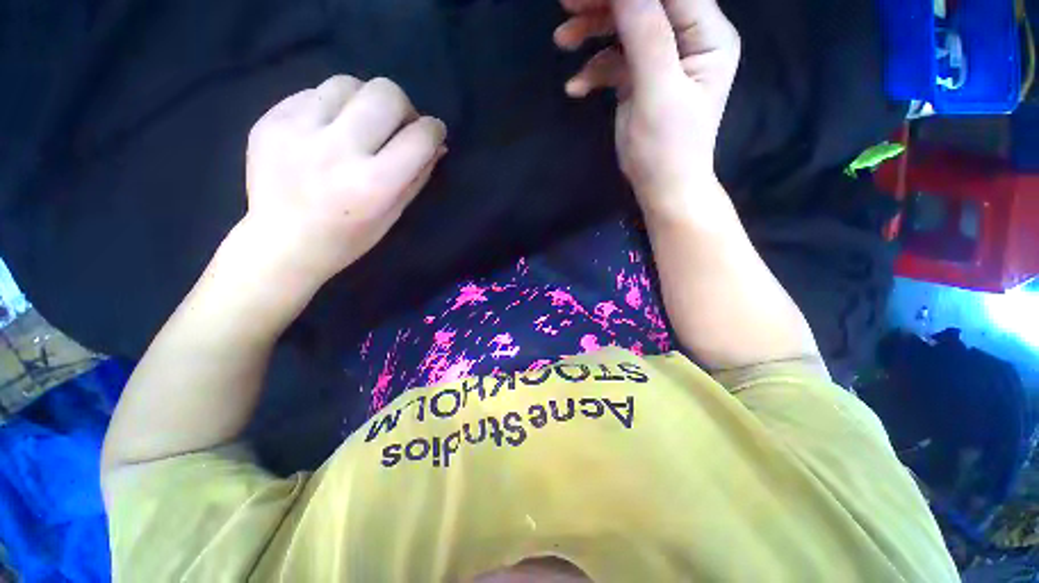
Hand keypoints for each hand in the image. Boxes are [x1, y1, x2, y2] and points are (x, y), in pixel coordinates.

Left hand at [245, 75, 446, 287]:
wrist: (280, 244)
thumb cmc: (348, 239)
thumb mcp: (393, 215)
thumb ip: (418, 177)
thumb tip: (437, 145)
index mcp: (373, 184)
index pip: (419, 138)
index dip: (434, 130)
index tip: (433, 133)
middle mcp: (337, 151)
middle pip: (385, 93)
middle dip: (403, 107)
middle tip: (398, 126)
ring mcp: (297, 131)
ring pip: (348, 83)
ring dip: (365, 101)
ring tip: (360, 125)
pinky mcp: (270, 121)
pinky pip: (314, 94)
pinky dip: (332, 108)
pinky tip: (327, 132)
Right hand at [555, 0, 739, 213]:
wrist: (661, 189)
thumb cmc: (667, 149)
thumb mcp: (658, 93)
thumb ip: (646, 36)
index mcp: (707, 35)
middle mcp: (689, 40)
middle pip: (645, 4)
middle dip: (606, 4)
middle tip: (567, 4)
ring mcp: (664, 60)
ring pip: (626, 29)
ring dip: (593, 33)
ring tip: (562, 41)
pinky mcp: (642, 79)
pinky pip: (616, 61)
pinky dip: (594, 70)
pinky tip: (576, 88)